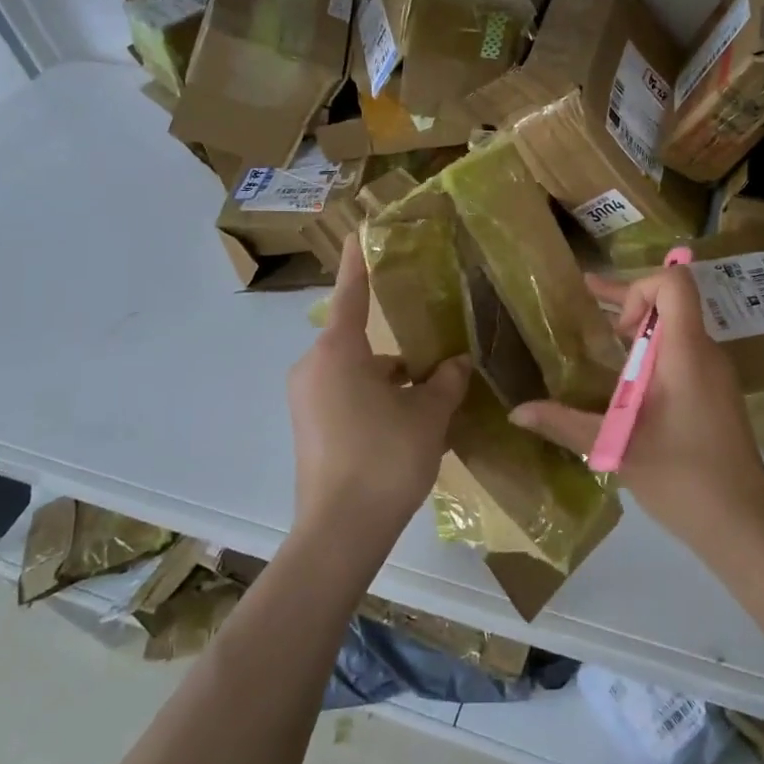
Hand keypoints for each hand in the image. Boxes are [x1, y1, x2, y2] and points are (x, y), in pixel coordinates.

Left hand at [286, 244, 469, 546]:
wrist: (340, 533)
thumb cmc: (385, 459)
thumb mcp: (428, 415)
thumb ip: (445, 381)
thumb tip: (457, 362)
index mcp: (338, 352)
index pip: (351, 293)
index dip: (360, 261)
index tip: (362, 230)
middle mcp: (314, 367)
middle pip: (359, 340)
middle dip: (398, 346)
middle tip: (437, 351)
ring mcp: (306, 399)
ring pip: (356, 372)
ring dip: (390, 378)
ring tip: (433, 396)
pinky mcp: (308, 427)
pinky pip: (345, 396)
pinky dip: (375, 400)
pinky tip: (410, 423)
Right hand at [510, 266, 763, 555]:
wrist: (744, 525)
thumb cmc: (683, 478)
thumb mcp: (617, 447)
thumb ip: (565, 423)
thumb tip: (516, 412)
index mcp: (687, 352)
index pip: (675, 283)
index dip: (638, 288)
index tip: (614, 328)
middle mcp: (705, 352)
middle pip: (671, 302)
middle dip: (626, 300)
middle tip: (585, 303)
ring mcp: (714, 374)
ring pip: (676, 328)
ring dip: (638, 328)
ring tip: (598, 340)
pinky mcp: (715, 394)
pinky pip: (682, 353)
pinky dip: (651, 352)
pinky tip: (624, 381)